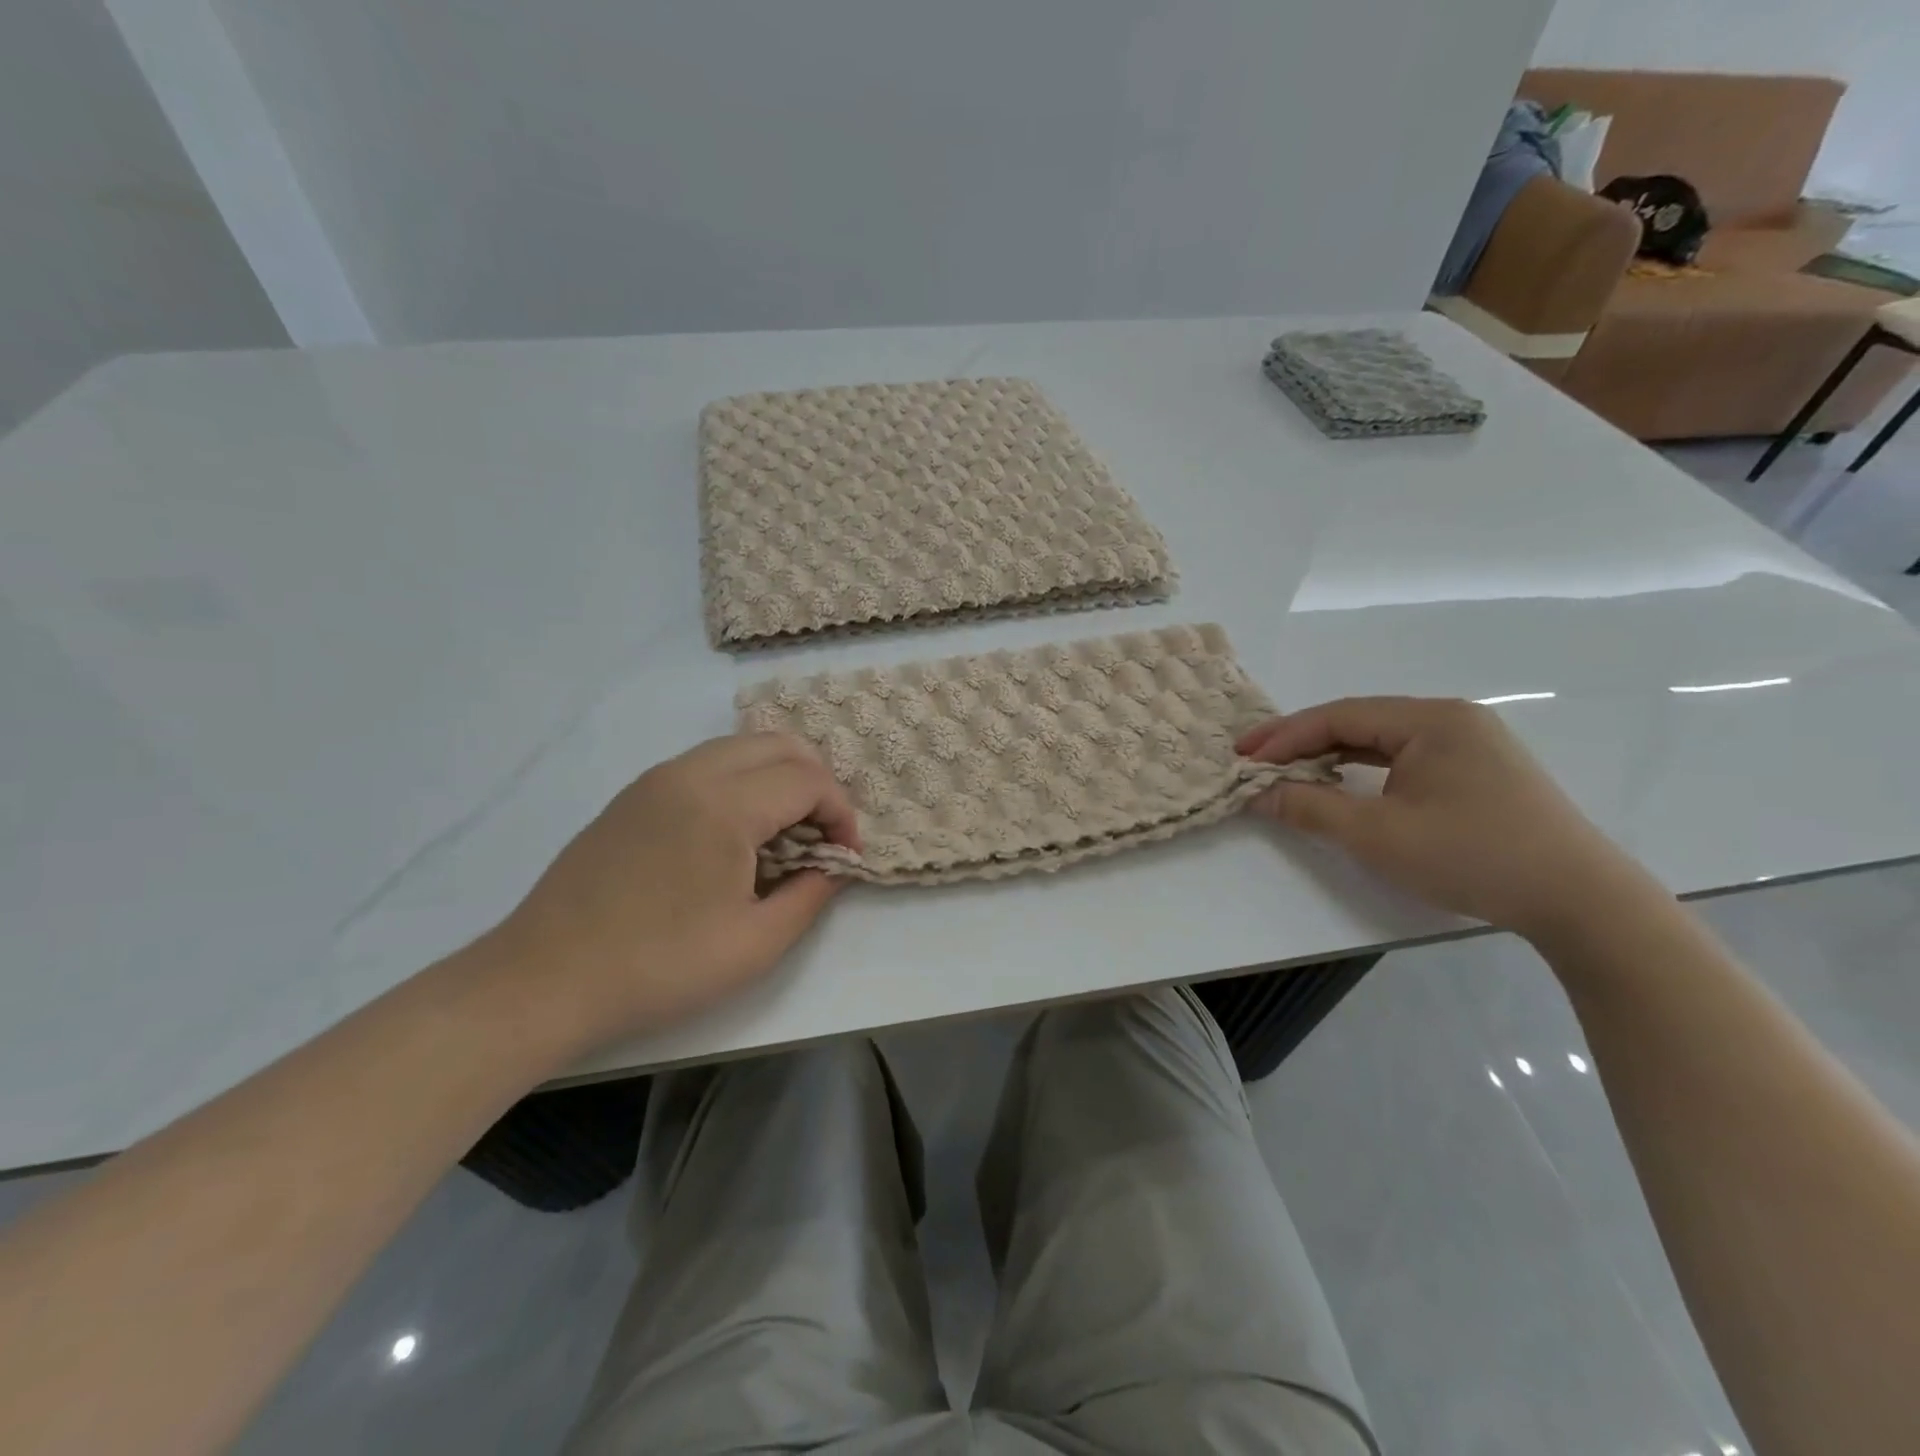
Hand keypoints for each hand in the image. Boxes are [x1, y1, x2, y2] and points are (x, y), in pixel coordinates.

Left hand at [491, 732, 859, 1046]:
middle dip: (816, 783)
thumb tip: (833, 867)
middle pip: (779, 745)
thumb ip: (810, 896)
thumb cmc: (658, 967)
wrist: (543, 981)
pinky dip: (739, 782)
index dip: (841, 814)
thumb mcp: (754, 945)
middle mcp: (691, 773)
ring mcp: (656, 779)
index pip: (809, 781)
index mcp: (725, 805)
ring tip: (782, 834)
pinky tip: (733, 835)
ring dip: (777, 778)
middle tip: (821, 835)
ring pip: (740, 748)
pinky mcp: (633, 795)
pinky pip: (705, 764)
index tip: (844, 857)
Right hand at [1237, 697, 1653, 938]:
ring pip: (1381, 741)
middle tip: (1255, 762)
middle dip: (1303, 743)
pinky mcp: (1479, 772)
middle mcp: (1451, 720)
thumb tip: (1260, 793)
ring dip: (1330, 756)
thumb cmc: (1472, 856)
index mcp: (1431, 719)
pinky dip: (1363, 770)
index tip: (1243, 759)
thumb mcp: (1377, 835)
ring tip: (1287, 772)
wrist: (1580, 901)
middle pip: (1358, 722)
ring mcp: (1470, 745)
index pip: (1339, 716)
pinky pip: (1404, 759)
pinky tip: (1341, 784)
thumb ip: (1310, 808)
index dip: (1285, 736)